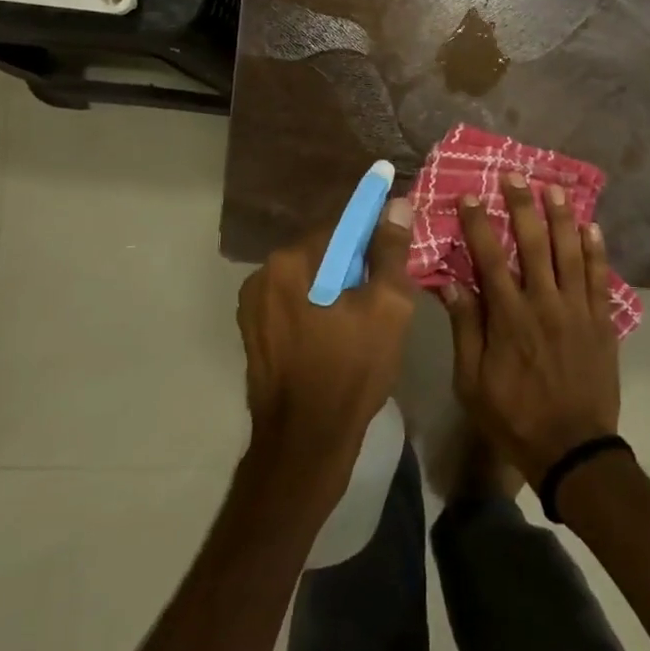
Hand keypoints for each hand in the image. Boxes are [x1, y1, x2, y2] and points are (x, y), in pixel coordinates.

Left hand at [237, 196, 416, 485]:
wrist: (305, 446)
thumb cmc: (351, 372)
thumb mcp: (387, 307)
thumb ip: (390, 251)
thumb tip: (396, 204)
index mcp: (290, 261)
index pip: (341, 226)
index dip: (373, 234)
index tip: (395, 249)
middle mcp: (262, 274)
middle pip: (323, 251)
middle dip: (355, 264)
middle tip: (385, 292)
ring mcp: (253, 306)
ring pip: (308, 279)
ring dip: (335, 286)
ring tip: (363, 319)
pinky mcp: (254, 333)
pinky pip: (294, 303)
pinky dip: (317, 308)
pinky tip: (338, 336)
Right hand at [441, 174, 621, 486]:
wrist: (573, 450)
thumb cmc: (514, 416)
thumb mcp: (472, 382)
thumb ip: (465, 329)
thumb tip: (450, 282)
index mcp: (509, 317)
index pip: (490, 258)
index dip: (479, 224)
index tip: (470, 196)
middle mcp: (544, 303)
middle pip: (534, 243)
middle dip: (522, 205)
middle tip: (515, 176)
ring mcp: (577, 310)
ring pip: (570, 251)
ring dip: (561, 216)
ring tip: (553, 187)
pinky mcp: (601, 321)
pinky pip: (599, 277)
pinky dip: (596, 249)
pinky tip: (591, 226)